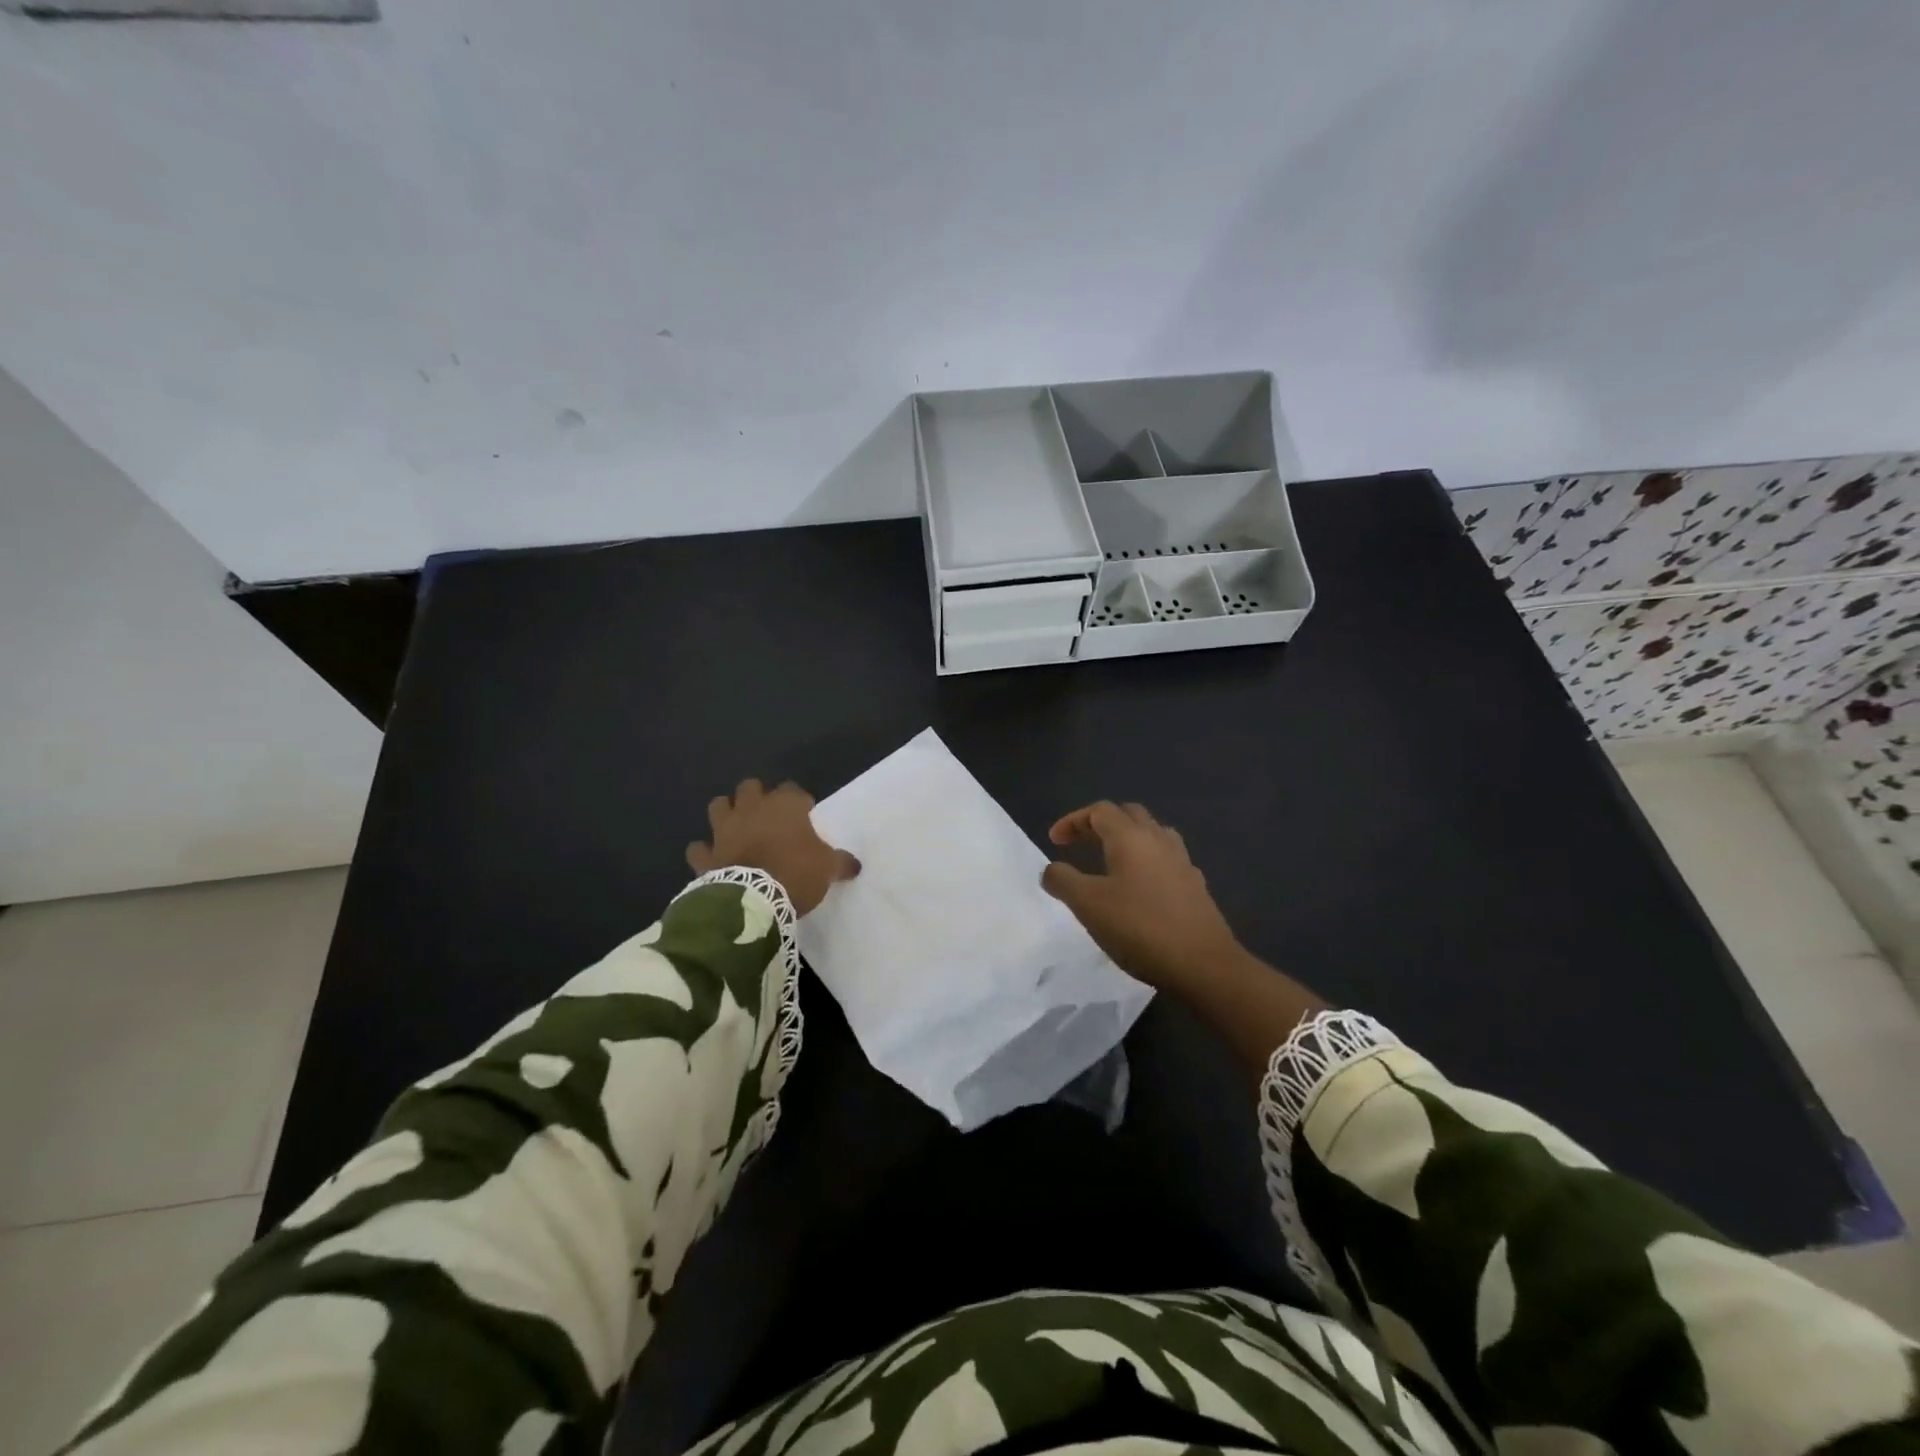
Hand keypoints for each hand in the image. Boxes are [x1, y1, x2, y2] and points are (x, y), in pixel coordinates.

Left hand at [687, 779, 859, 915]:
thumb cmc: (796, 873)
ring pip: (718, 805)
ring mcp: (724, 830)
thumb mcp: (828, 868)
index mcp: (785, 806)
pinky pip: (698, 848)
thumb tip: (855, 865)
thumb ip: (841, 862)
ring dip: (726, 812)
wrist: (753, 900)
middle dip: (757, 795)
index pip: (793, 790)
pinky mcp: (706, 855)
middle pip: (750, 787)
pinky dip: (703, 851)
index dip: (799, 801)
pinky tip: (711, 856)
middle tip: (768, 814)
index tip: (805, 814)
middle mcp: (752, 809)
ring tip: (735, 825)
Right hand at [1041, 801, 1245, 991]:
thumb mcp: (1088, 905)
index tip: (1054, 841)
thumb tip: (1051, 869)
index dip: (1073, 821)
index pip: (1100, 811)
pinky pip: (1166, 859)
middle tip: (1080, 844)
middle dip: (1100, 824)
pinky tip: (1140, 888)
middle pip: (1128, 815)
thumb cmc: (1140, 928)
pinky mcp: (1195, 886)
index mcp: (1131, 837)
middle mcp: (1159, 840)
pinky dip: (1146, 862)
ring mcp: (1182, 862)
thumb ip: (1063, 880)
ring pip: (1152, 834)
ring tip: (1110, 860)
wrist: (1204, 965)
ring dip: (1127, 839)